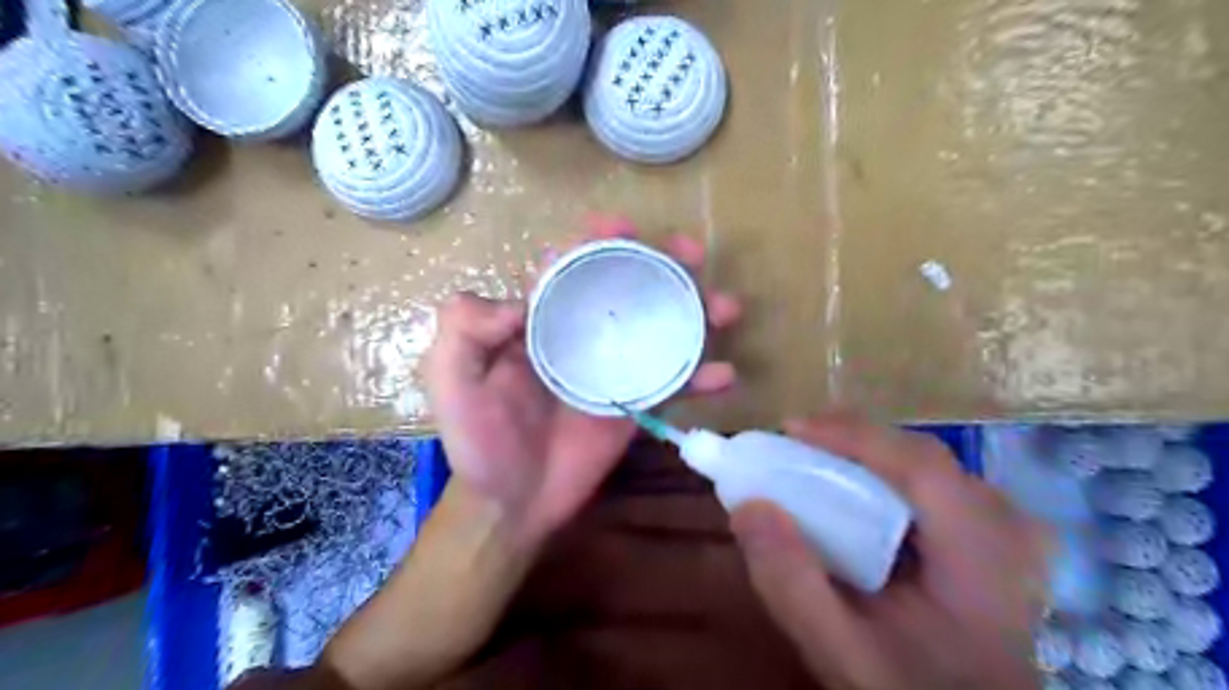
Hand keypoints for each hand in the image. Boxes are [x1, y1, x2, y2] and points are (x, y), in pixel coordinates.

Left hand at [425, 217, 738, 553]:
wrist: (512, 503)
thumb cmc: (479, 441)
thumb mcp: (450, 380)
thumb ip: (464, 330)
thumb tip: (520, 300)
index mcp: (541, 321)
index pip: (572, 266)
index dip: (596, 239)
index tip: (623, 227)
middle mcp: (583, 335)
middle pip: (628, 287)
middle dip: (661, 263)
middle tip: (691, 253)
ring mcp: (615, 368)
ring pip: (661, 327)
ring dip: (696, 310)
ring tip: (725, 307)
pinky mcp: (637, 403)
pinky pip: (674, 383)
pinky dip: (701, 377)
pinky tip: (725, 376)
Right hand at [728, 411, 1044, 689]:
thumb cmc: (910, 687)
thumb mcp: (841, 651)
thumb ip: (792, 584)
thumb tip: (748, 507)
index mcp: (982, 560)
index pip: (922, 468)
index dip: (855, 436)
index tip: (790, 429)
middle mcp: (1004, 532)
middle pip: (921, 457)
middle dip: (852, 441)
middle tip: (795, 444)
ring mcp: (1004, 529)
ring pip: (925, 465)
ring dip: (865, 455)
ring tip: (816, 459)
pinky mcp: (991, 533)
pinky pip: (932, 482)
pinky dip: (883, 474)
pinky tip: (854, 489)